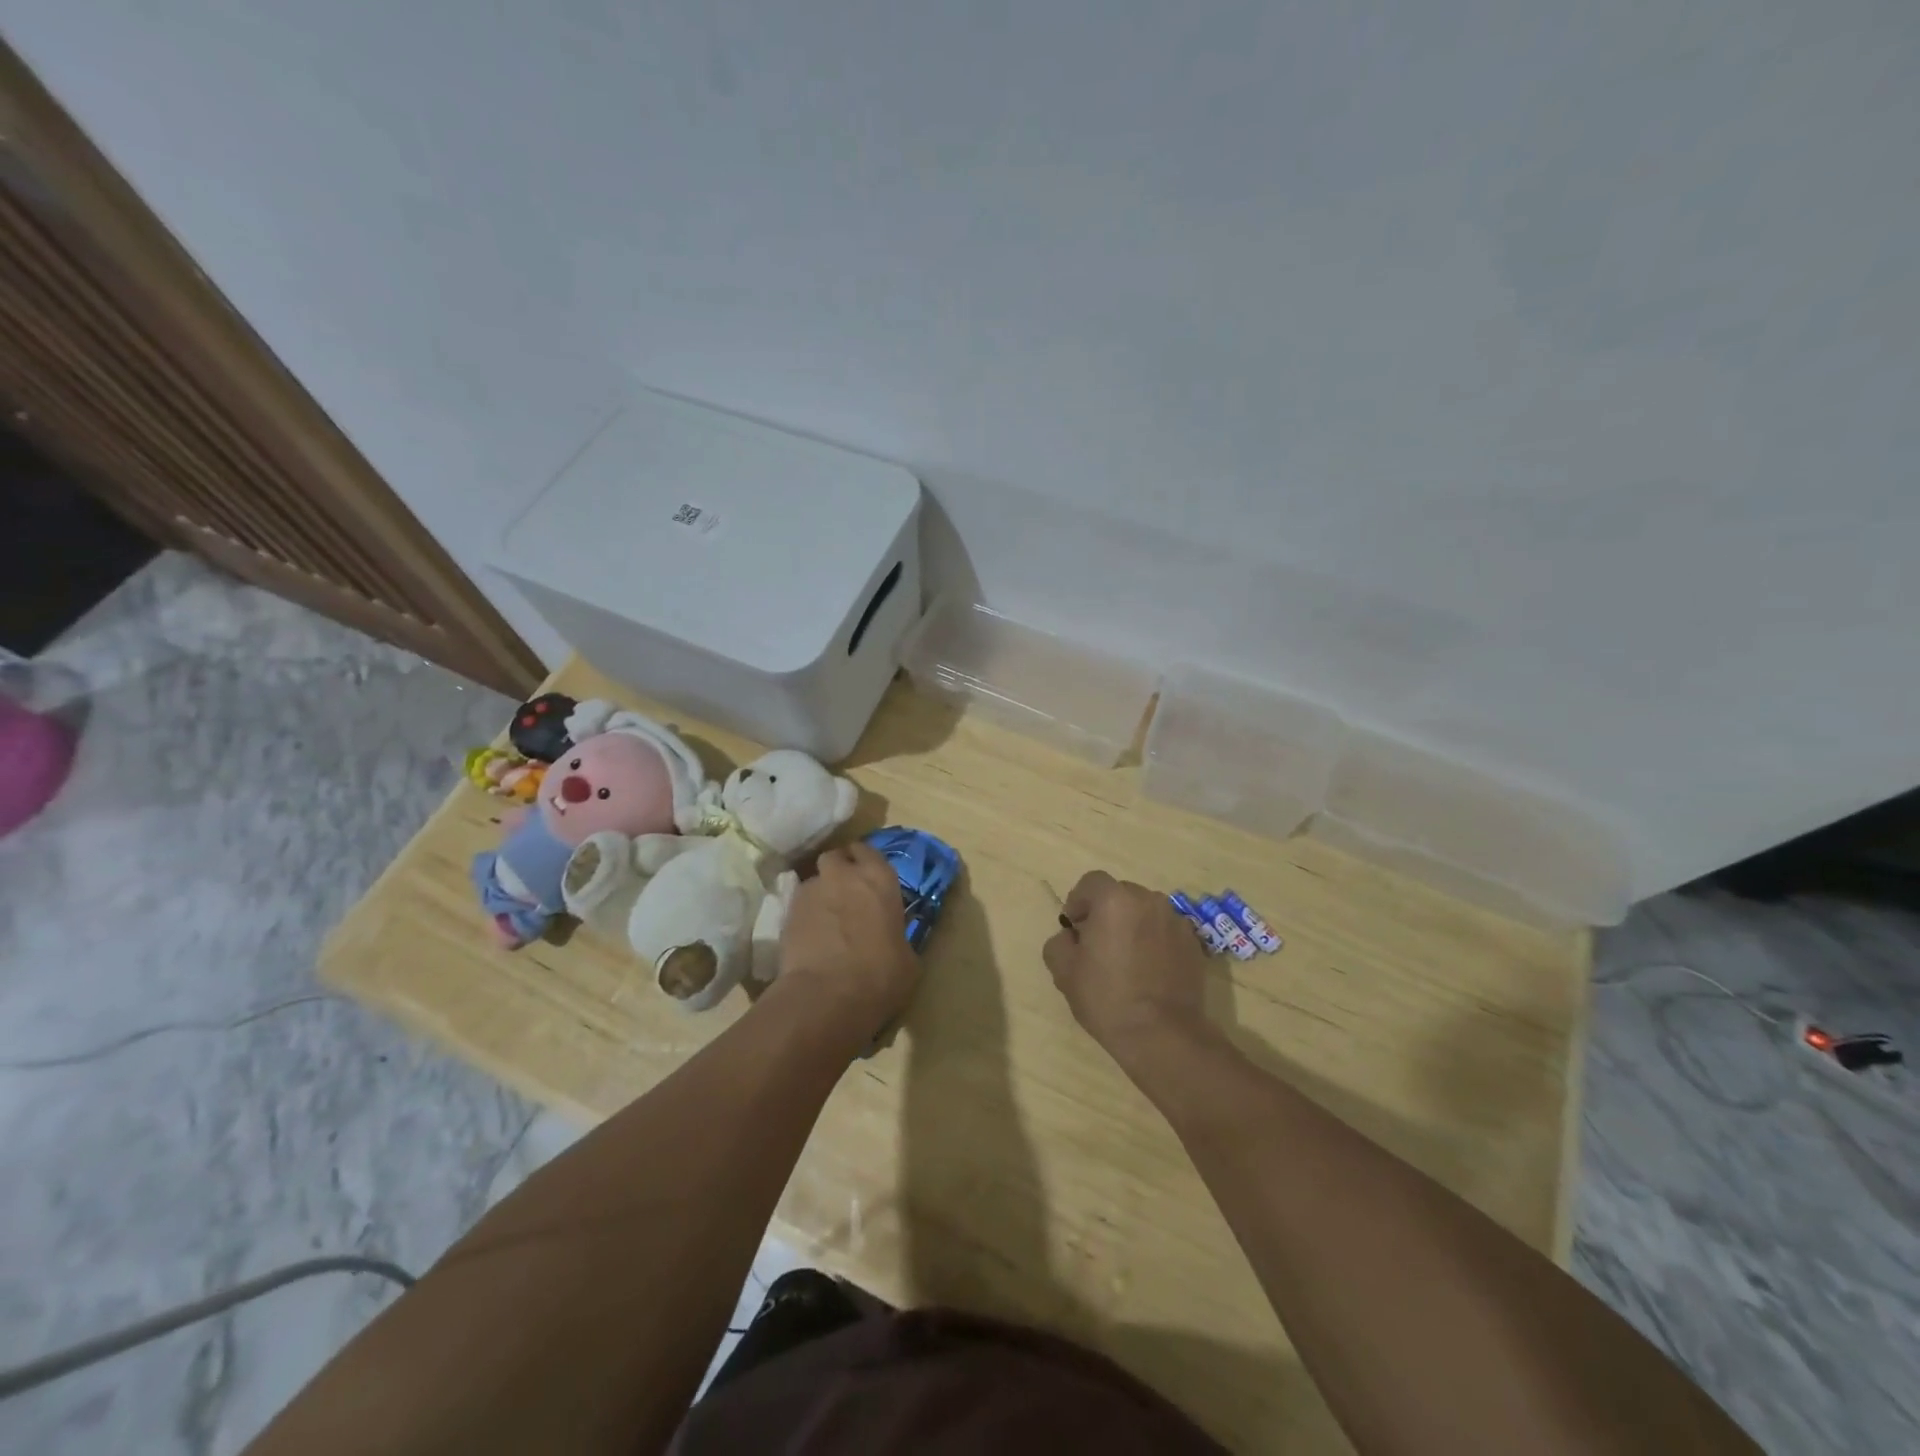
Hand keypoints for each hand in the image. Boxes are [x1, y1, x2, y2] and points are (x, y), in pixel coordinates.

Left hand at [777, 842, 919, 1033]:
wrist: (827, 996)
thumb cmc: (880, 976)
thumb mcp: (907, 959)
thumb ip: (897, 937)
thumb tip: (892, 942)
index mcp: (879, 878)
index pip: (868, 850)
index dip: (865, 862)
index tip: (867, 878)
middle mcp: (844, 875)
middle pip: (835, 857)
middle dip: (838, 870)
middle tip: (845, 894)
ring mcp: (811, 891)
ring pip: (814, 881)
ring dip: (820, 894)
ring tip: (825, 920)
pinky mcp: (786, 913)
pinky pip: (797, 905)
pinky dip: (804, 916)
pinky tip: (809, 938)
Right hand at [1043, 871, 1214, 1070]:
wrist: (1162, 1034)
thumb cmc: (1107, 998)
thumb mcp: (1064, 971)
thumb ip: (1060, 942)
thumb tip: (1071, 937)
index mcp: (1115, 900)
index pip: (1091, 882)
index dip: (1078, 901)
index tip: (1075, 928)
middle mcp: (1148, 900)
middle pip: (1120, 894)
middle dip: (1106, 912)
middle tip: (1098, 945)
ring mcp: (1176, 921)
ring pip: (1145, 912)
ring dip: (1132, 925)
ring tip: (1126, 959)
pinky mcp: (1194, 943)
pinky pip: (1165, 931)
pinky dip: (1154, 941)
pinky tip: (1149, 971)